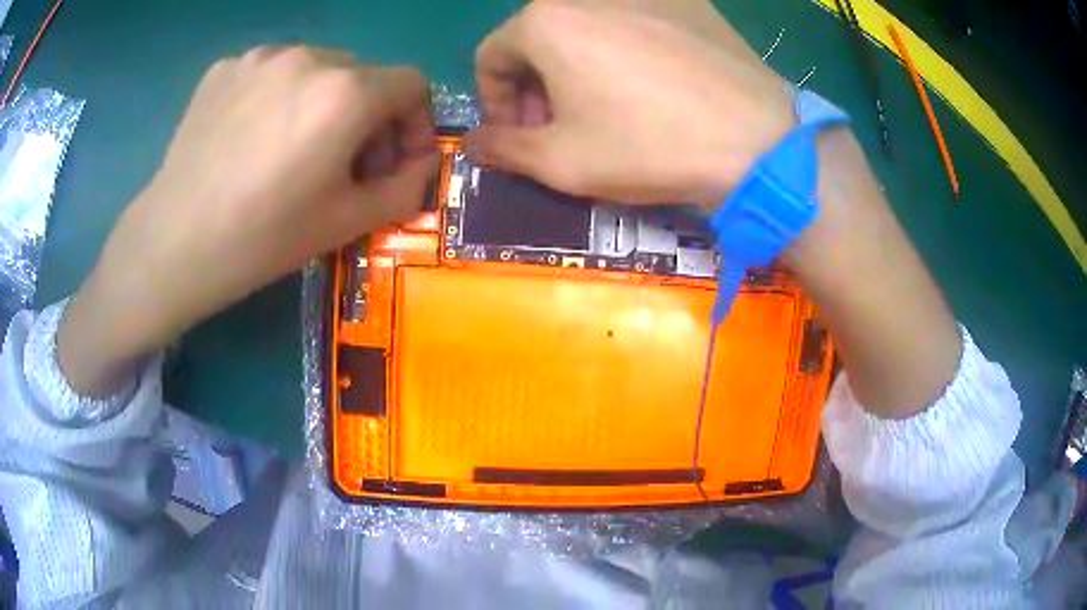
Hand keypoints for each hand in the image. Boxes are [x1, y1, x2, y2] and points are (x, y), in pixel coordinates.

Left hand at [60, 47, 436, 394]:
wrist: (173, 243)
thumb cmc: (263, 238)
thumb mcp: (348, 223)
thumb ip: (406, 188)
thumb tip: (425, 164)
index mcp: (347, 93)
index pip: (412, 84)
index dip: (414, 122)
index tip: (392, 159)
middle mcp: (310, 57)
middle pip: (363, 75)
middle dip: (367, 116)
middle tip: (341, 163)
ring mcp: (260, 57)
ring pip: (315, 69)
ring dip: (321, 102)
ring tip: (290, 149)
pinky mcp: (224, 68)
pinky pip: (270, 72)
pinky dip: (276, 96)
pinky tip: (251, 137)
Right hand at [467, 0, 793, 207]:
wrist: (756, 140)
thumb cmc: (648, 147)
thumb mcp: (560, 162)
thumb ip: (502, 149)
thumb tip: (475, 143)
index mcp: (545, 20)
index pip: (492, 56)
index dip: (496, 101)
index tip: (520, 135)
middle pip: (538, 39)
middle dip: (536, 85)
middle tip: (561, 127)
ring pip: (586, 29)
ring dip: (578, 67)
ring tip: (607, 107)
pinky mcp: (687, 1)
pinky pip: (634, 22)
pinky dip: (624, 50)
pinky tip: (652, 84)